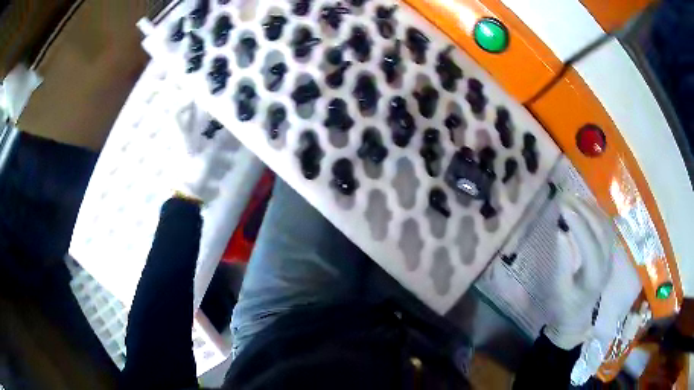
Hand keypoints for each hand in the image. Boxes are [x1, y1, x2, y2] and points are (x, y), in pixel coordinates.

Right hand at [544, 193, 615, 349]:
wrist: (577, 319)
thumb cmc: (564, 307)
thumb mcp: (558, 290)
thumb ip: (561, 262)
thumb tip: (561, 232)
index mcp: (594, 277)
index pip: (590, 245)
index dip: (578, 225)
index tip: (562, 207)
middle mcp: (607, 264)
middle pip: (601, 231)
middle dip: (584, 210)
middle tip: (565, 197)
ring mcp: (610, 258)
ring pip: (606, 226)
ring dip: (591, 209)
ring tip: (574, 197)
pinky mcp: (609, 253)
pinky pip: (606, 228)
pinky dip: (596, 214)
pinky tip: (585, 207)